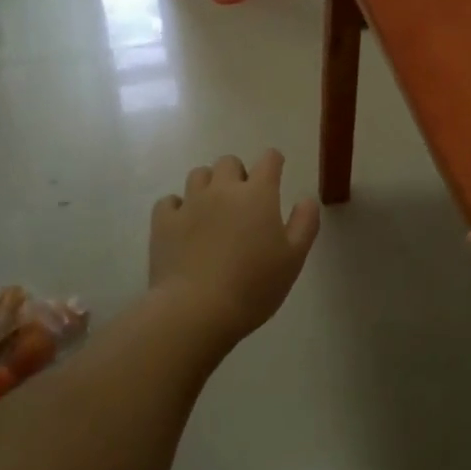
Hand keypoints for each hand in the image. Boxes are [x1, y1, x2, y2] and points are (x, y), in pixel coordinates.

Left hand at [148, 151, 320, 347]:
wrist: (196, 309)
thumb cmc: (254, 285)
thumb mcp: (294, 258)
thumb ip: (305, 223)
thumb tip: (307, 199)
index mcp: (257, 194)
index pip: (269, 160)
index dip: (274, 162)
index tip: (276, 171)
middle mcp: (222, 189)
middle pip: (229, 162)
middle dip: (238, 174)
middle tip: (243, 200)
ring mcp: (189, 203)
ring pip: (198, 175)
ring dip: (208, 185)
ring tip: (213, 209)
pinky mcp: (163, 222)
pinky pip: (169, 201)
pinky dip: (178, 207)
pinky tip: (184, 224)